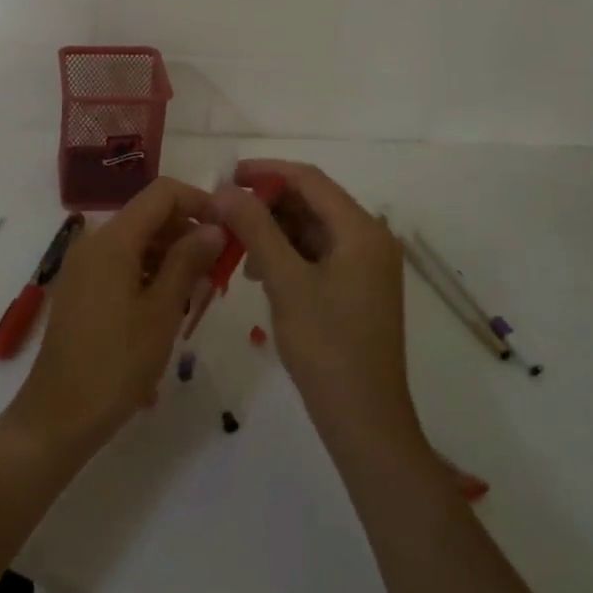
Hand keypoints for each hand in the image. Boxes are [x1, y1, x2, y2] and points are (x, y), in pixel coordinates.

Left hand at [4, 177, 223, 461]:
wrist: (58, 416)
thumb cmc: (116, 364)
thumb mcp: (162, 312)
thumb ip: (189, 261)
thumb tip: (214, 226)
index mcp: (113, 239)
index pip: (162, 193)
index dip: (199, 201)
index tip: (228, 229)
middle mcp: (95, 241)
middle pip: (150, 215)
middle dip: (188, 233)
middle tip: (219, 270)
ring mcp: (85, 265)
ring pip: (138, 240)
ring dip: (172, 256)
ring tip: (200, 293)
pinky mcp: (82, 287)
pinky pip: (123, 262)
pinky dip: (150, 272)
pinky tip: (170, 305)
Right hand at [209, 161, 420, 452]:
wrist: (365, 421)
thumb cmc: (327, 347)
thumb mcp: (285, 282)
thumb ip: (255, 229)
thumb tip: (224, 190)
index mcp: (361, 229)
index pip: (309, 179)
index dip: (266, 171)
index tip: (225, 176)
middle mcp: (369, 238)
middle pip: (311, 202)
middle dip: (266, 204)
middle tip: (223, 214)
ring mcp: (365, 265)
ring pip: (311, 229)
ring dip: (273, 230)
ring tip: (235, 247)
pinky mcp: (357, 288)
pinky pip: (317, 254)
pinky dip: (287, 254)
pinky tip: (258, 272)